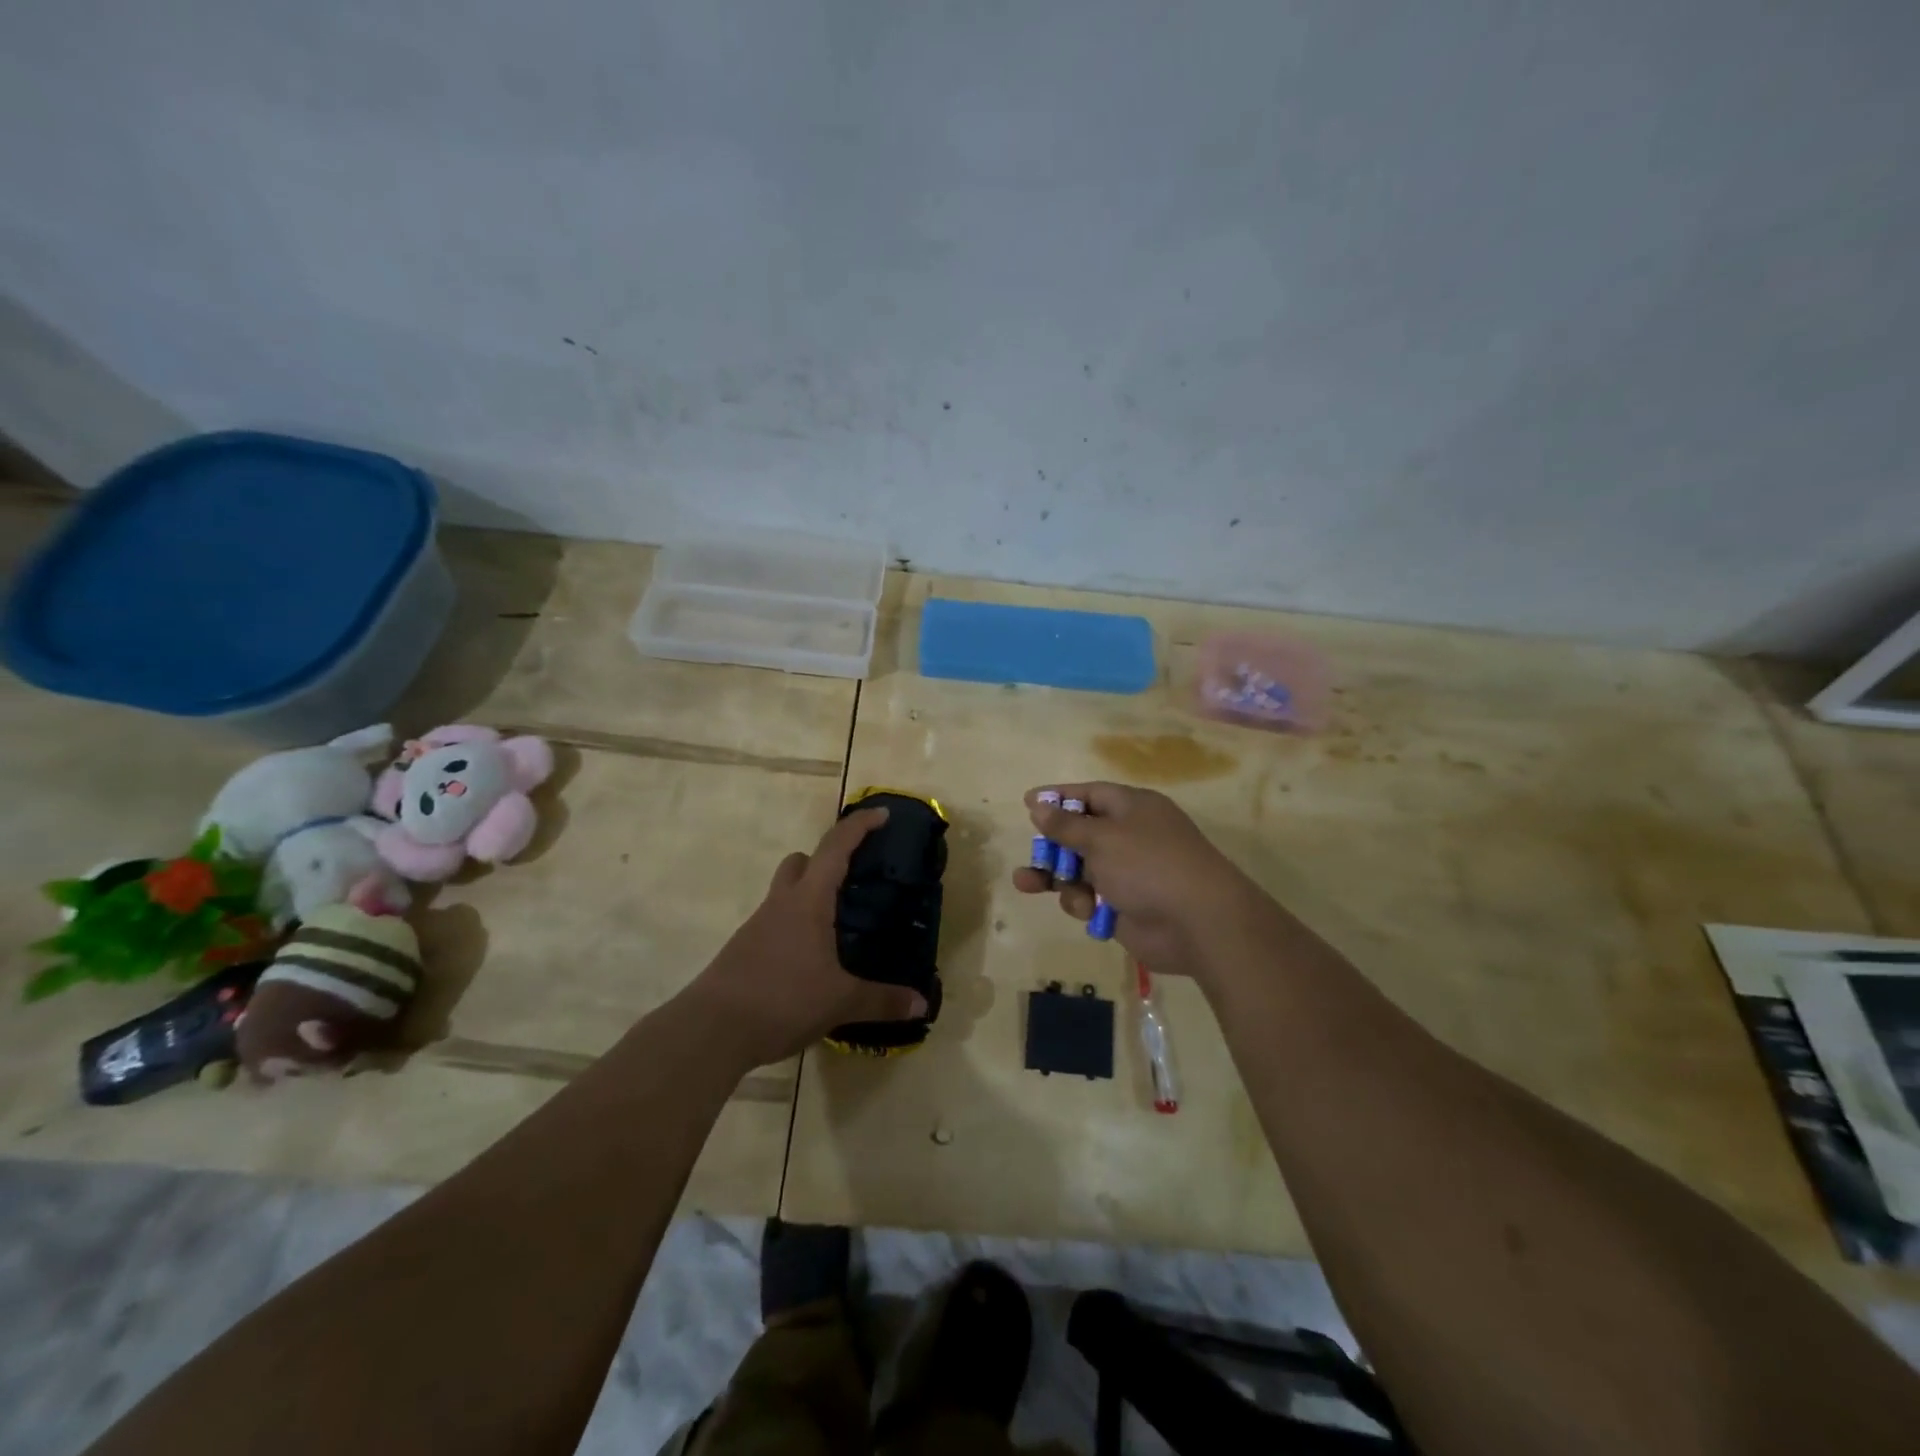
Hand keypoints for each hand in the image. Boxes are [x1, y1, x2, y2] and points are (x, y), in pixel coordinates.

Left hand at [682, 807, 928, 1069]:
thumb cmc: (782, 1000)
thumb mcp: (840, 1002)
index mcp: (808, 901)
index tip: (882, 814)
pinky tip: (811, 960)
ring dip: (810, 895)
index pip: (836, 848)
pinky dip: (796, 927)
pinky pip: (775, 924)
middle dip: (827, 860)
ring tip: (838, 926)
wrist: (711, 1030)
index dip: (860, 826)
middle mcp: (781, 904)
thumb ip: (882, 1000)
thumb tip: (921, 1003)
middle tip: (854, 879)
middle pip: (801, 862)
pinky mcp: (744, 950)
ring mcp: (758, 926)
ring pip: (785, 893)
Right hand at [1011, 782, 1261, 979]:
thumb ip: (1066, 825)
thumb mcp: (1102, 838)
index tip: (1027, 802)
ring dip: (1056, 877)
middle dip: (1052, 845)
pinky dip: (1082, 903)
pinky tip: (1084, 909)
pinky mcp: (1124, 907)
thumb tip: (1039, 805)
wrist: (1198, 923)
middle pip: (1080, 834)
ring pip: (1079, 870)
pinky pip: (1090, 899)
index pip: (1089, 794)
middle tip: (1031, 852)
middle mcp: (1130, 837)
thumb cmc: (1149, 865)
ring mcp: (1127, 873)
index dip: (1058, 798)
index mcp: (1132, 808)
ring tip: (1026, 883)